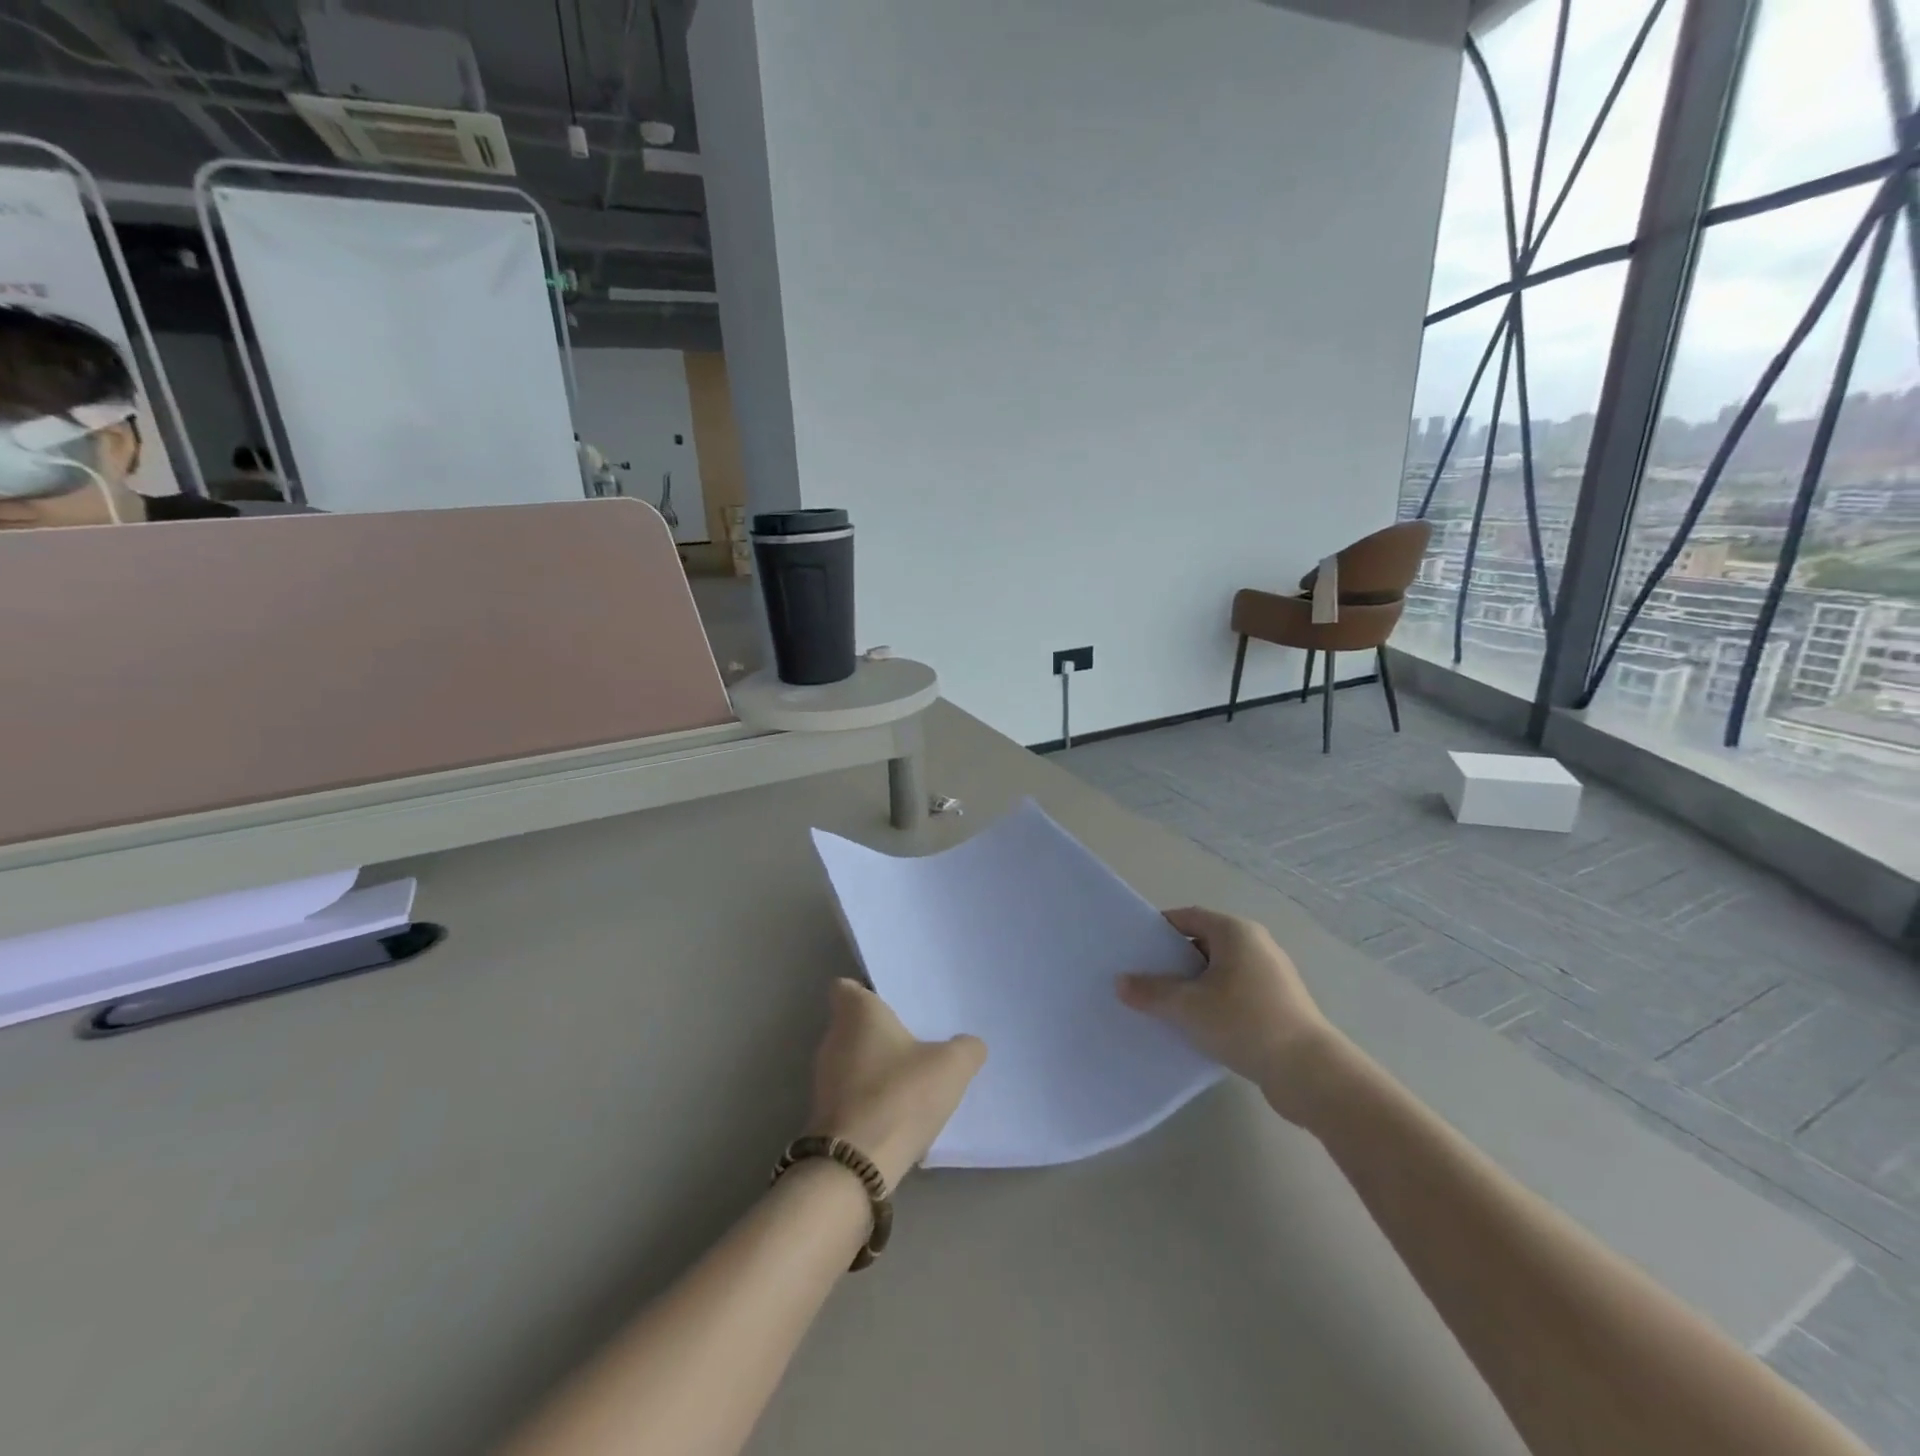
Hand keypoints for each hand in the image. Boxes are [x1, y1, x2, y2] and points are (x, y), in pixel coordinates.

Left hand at [806, 979, 986, 1188]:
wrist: (855, 1166)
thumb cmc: (900, 1095)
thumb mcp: (951, 1067)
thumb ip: (966, 1048)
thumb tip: (970, 1044)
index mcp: (856, 1013)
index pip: (846, 987)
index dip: (867, 991)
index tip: (894, 1002)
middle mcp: (832, 1038)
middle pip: (853, 1024)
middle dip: (881, 1031)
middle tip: (917, 1038)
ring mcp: (824, 1078)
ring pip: (853, 1060)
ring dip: (877, 1067)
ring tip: (914, 1077)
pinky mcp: (825, 1115)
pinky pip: (852, 1094)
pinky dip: (872, 1098)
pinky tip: (900, 1112)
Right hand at [1117, 907, 1347, 1125]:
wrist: (1310, 1073)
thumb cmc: (1245, 1022)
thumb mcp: (1188, 1006)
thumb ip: (1151, 992)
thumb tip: (1121, 982)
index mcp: (1236, 932)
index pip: (1188, 917)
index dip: (1160, 929)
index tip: (1136, 948)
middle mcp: (1256, 945)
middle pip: (1203, 943)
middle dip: (1173, 960)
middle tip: (1144, 978)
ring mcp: (1272, 976)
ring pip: (1219, 971)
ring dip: (1193, 985)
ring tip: (1165, 1006)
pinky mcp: (1279, 1005)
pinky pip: (1235, 994)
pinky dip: (1214, 1003)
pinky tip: (1197, 1027)